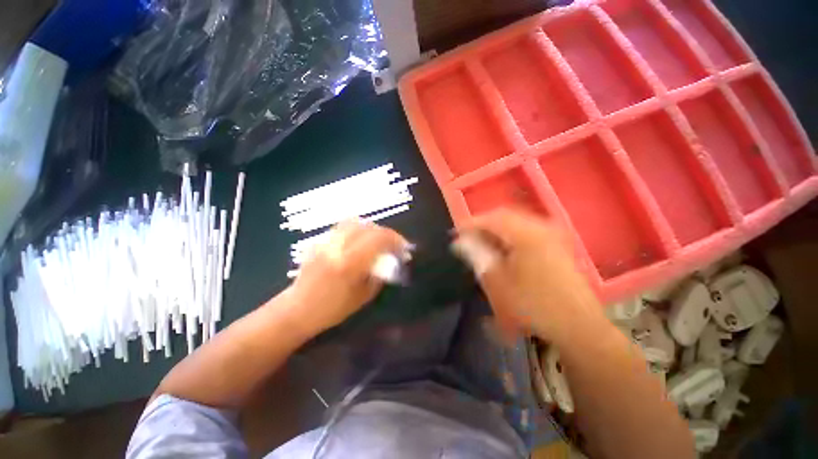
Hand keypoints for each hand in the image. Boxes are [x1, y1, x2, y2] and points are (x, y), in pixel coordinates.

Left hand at [286, 220, 408, 334]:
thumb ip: (379, 275)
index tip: (404, 248)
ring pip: (353, 222)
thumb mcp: (363, 296)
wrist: (297, 310)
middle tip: (393, 243)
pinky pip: (342, 228)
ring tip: (377, 240)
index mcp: (349, 263)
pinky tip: (359, 241)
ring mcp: (326, 242)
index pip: (378, 239)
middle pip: (367, 226)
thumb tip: (391, 261)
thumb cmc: (332, 310)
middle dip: (385, 233)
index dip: (395, 240)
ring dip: (371, 228)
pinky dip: (356, 230)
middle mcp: (337, 247)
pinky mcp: (319, 242)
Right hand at [458, 208, 605, 345]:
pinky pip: (526, 231)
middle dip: (483, 226)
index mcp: (526, 234)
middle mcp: (541, 227)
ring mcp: (552, 234)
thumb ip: (477, 256)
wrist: (578, 326)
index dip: (470, 224)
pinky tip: (502, 250)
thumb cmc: (533, 305)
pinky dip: (509, 236)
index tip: (454, 233)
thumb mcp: (498, 281)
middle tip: (467, 239)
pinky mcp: (556, 244)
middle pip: (504, 216)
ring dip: (495, 230)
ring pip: (515, 222)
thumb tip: (460, 243)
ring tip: (481, 244)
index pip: (491, 218)